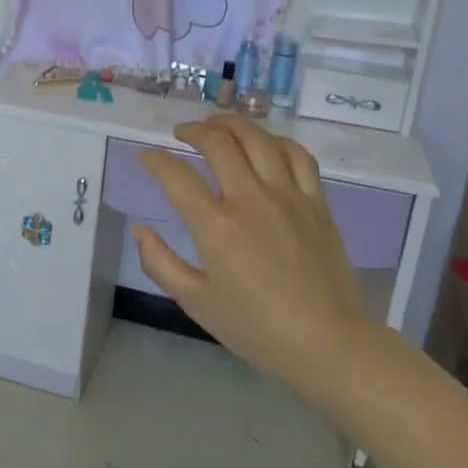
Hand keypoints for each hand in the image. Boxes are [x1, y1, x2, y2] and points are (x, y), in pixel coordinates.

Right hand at [134, 114, 370, 391]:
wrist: (327, 343)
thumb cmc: (256, 328)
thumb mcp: (196, 302)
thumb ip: (161, 263)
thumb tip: (140, 230)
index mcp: (216, 227)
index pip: (176, 175)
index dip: (155, 160)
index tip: (146, 156)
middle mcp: (250, 200)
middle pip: (218, 143)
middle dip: (193, 130)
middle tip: (181, 133)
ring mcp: (288, 197)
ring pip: (258, 139)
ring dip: (232, 124)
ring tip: (217, 124)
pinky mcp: (316, 202)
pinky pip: (298, 156)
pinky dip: (277, 141)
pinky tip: (265, 144)